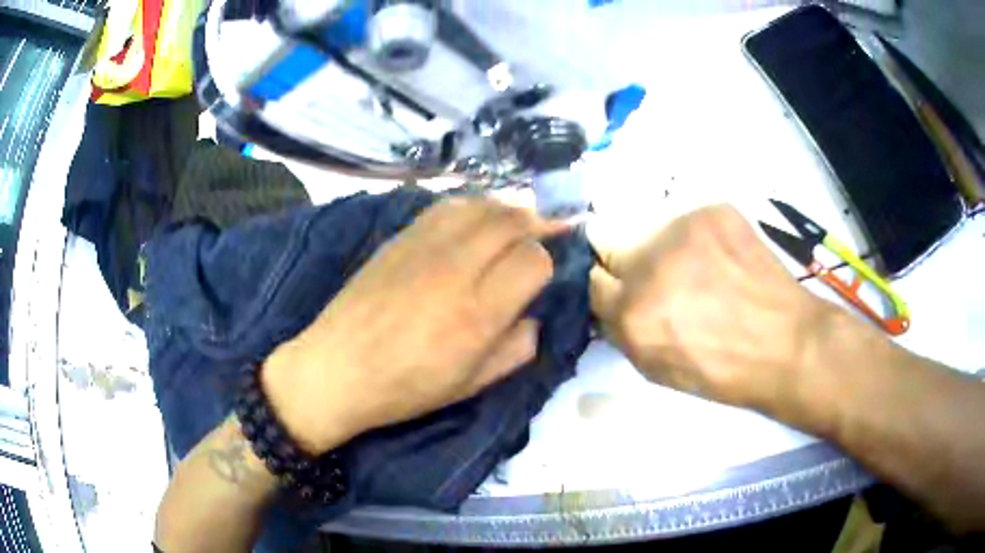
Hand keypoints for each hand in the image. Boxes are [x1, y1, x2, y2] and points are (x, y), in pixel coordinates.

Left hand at [262, 198, 563, 454]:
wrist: (337, 368)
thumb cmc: (405, 387)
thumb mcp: (471, 385)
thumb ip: (516, 348)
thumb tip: (531, 316)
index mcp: (479, 313)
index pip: (534, 259)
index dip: (546, 262)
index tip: (540, 275)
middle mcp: (456, 268)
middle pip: (512, 220)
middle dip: (537, 222)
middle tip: (549, 229)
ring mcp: (424, 246)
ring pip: (481, 205)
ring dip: (507, 208)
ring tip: (517, 220)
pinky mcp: (400, 237)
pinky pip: (446, 206)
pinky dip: (472, 206)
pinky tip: (475, 219)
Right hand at [589, 204, 830, 410]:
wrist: (787, 343)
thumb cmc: (724, 371)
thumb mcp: (658, 369)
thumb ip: (624, 330)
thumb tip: (612, 300)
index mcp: (634, 314)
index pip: (593, 280)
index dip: (611, 288)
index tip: (626, 292)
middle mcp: (651, 265)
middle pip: (610, 241)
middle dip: (628, 261)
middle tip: (660, 277)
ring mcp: (685, 230)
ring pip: (651, 228)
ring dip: (663, 248)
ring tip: (698, 270)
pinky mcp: (714, 210)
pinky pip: (688, 221)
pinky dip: (697, 238)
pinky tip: (722, 259)